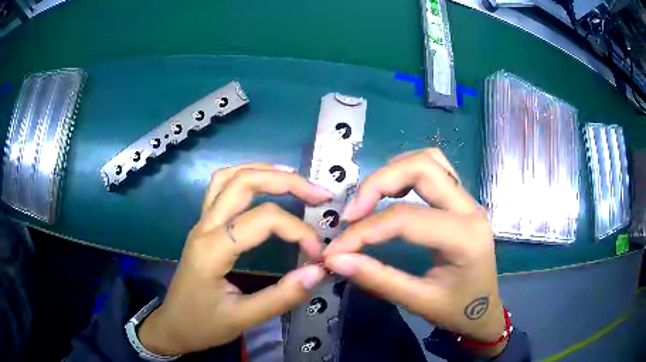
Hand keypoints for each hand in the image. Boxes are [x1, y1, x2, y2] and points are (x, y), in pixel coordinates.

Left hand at [138, 164, 331, 355]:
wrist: (172, 326)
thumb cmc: (202, 325)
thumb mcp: (243, 319)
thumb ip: (281, 297)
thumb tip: (318, 271)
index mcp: (213, 249)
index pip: (262, 220)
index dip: (298, 230)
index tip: (317, 253)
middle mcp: (205, 226)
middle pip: (243, 181)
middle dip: (286, 182)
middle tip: (319, 194)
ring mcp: (201, 222)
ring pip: (229, 177)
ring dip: (263, 171)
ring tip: (295, 179)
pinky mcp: (203, 226)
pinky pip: (221, 187)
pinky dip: (246, 177)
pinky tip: (264, 185)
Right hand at [323, 149, 506, 356]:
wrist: (484, 310)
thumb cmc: (457, 310)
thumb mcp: (419, 302)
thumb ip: (378, 279)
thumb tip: (336, 259)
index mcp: (464, 237)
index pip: (406, 219)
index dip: (363, 231)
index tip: (335, 249)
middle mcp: (470, 208)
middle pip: (422, 167)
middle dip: (377, 183)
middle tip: (350, 213)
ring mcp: (468, 200)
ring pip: (429, 160)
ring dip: (393, 171)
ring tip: (367, 200)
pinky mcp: (462, 201)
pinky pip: (434, 169)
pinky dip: (406, 172)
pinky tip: (390, 193)